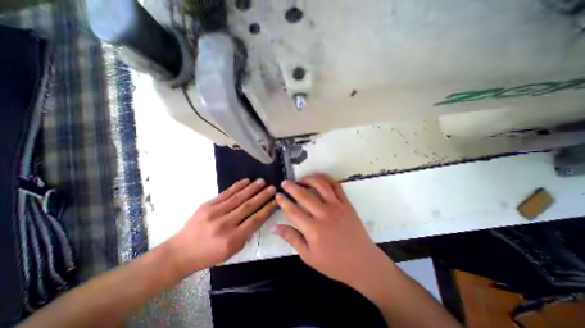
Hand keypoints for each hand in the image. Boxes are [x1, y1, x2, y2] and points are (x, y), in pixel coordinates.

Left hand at [171, 178, 276, 272]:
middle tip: (272, 188)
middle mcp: (225, 224)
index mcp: (232, 239)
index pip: (255, 220)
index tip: (276, 201)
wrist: (181, 252)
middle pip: (248, 206)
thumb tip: (257, 217)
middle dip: (262, 196)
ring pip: (238, 198)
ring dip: (252, 188)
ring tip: (262, 181)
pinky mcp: (207, 205)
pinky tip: (246, 181)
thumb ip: (246, 235)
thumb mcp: (232, 251)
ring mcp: (214, 213)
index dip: (267, 209)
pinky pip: (225, 193)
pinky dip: (237, 186)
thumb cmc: (209, 255)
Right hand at [273, 173, 389, 287]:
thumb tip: (275, 227)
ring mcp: (337, 206)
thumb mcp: (308, 256)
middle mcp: (324, 214)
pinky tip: (319, 179)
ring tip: (301, 179)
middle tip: (285, 182)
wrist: (363, 262)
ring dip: (308, 179)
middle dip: (291, 186)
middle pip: (304, 195)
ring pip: (320, 185)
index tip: (277, 195)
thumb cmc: (334, 263)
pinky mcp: (346, 204)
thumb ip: (292, 238)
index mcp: (313, 229)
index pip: (292, 211)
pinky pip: (336, 186)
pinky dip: (326, 179)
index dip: (283, 201)